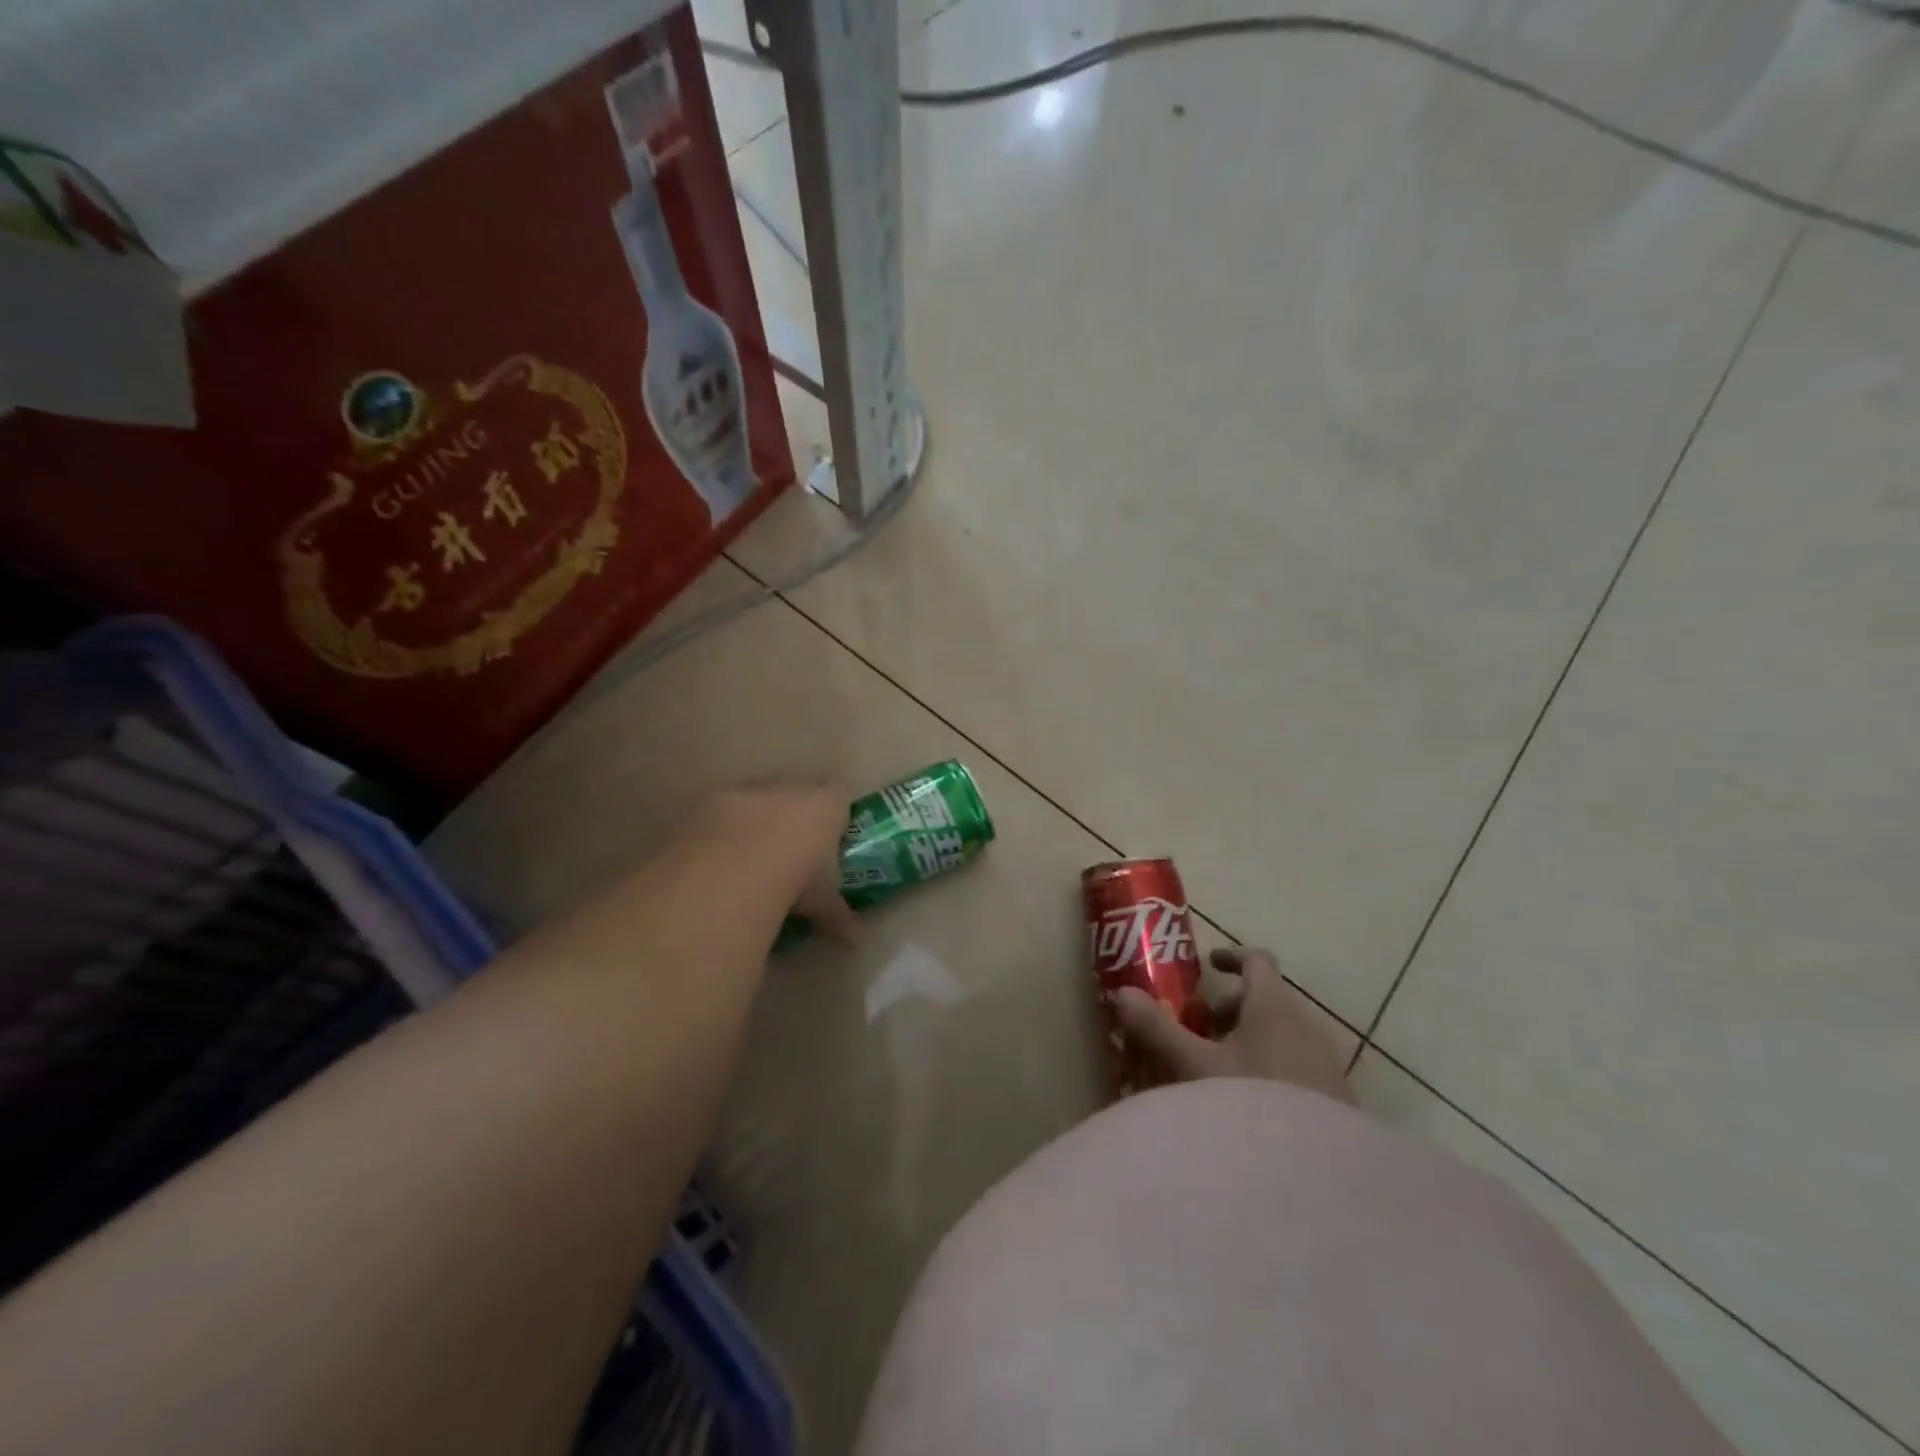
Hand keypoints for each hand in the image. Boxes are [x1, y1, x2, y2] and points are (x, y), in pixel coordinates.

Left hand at [695, 782, 860, 940]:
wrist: (724, 875)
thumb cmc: (791, 883)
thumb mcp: (820, 902)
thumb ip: (835, 912)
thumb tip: (852, 935)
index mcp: (822, 805)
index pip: (840, 791)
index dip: (836, 809)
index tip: (832, 832)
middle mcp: (783, 788)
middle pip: (793, 790)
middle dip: (790, 814)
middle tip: (786, 848)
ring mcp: (740, 791)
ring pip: (751, 798)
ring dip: (750, 820)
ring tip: (742, 856)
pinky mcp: (699, 803)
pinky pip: (714, 812)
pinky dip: (715, 832)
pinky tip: (710, 860)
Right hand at [1113, 947, 1351, 1101]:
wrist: (1318, 1178)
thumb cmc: (1250, 1101)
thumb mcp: (1193, 1065)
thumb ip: (1157, 1028)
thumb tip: (1120, 992)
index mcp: (1274, 1005)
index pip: (1257, 959)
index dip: (1231, 957)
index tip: (1208, 966)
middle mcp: (1306, 1024)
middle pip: (1267, 999)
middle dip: (1230, 1010)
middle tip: (1199, 1032)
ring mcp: (1326, 1062)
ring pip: (1282, 1034)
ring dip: (1249, 1041)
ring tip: (1218, 1073)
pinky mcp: (1336, 1098)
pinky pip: (1298, 1065)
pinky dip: (1271, 1067)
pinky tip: (1249, 1104)